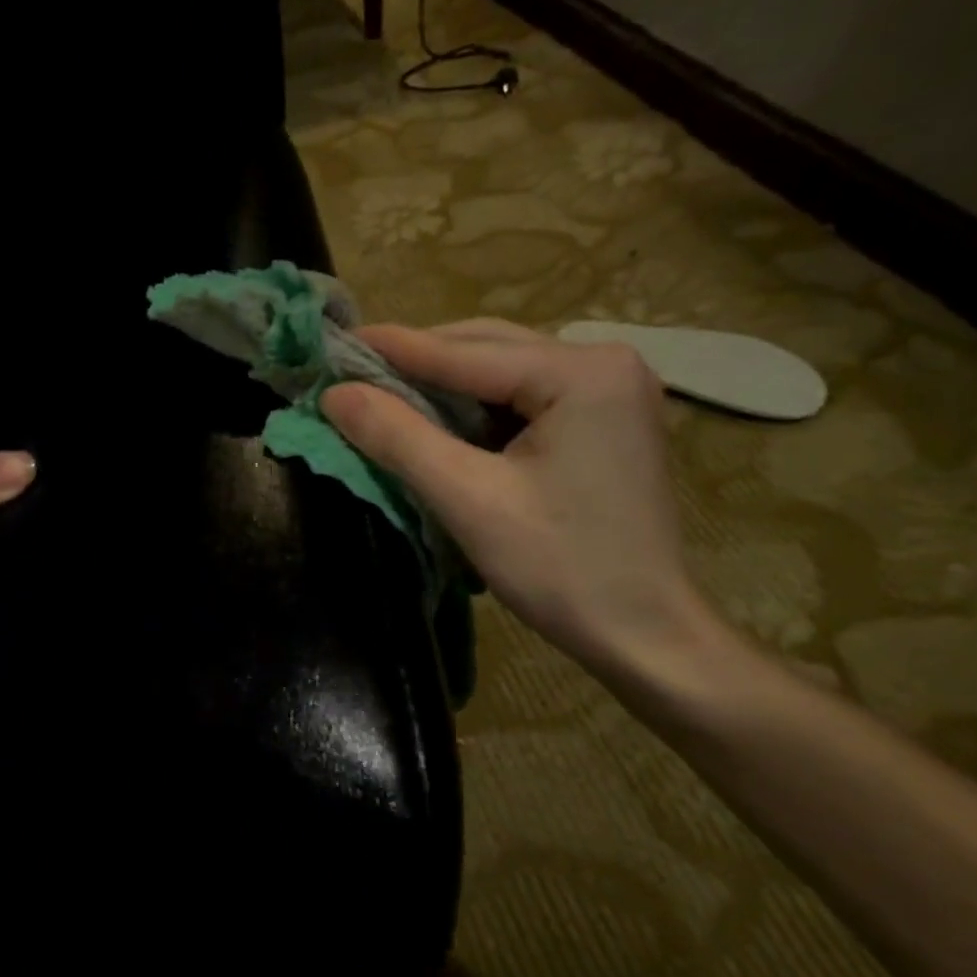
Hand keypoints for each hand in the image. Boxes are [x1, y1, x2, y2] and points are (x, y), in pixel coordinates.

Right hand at [320, 319, 724, 679]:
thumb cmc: (560, 568)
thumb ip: (399, 438)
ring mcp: (612, 395)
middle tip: (356, 375)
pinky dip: (479, 414)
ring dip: (447, 389)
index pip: (466, 351)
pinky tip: (444, 428)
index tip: (336, 345)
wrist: (642, 632)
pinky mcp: (606, 426)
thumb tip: (335, 394)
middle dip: (421, 365)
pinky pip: (527, 403)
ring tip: (388, 399)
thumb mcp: (468, 500)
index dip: (394, 349)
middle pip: (490, 352)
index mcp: (582, 373)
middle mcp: (605, 365)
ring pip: (506, 377)